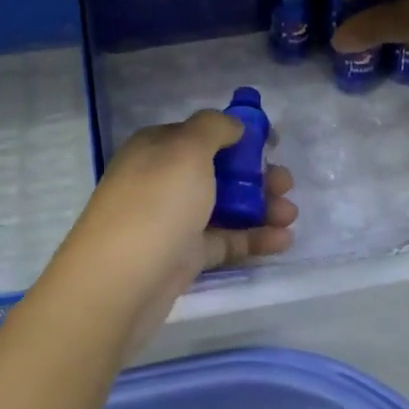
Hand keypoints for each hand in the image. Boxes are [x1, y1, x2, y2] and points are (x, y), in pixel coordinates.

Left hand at [43, 111, 296, 357]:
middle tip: (286, 184)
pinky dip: (253, 238)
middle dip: (256, 174)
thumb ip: (214, 128)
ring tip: (290, 214)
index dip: (239, 135)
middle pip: (218, 170)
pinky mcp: (183, 257)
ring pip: (224, 207)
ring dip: (260, 207)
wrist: (118, 282)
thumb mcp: (186, 149)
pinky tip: (283, 241)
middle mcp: (163, 180)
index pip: (203, 133)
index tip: (272, 143)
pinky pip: (224, 241)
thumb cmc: (156, 204)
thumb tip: (232, 125)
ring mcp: (173, 220)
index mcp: (158, 148)